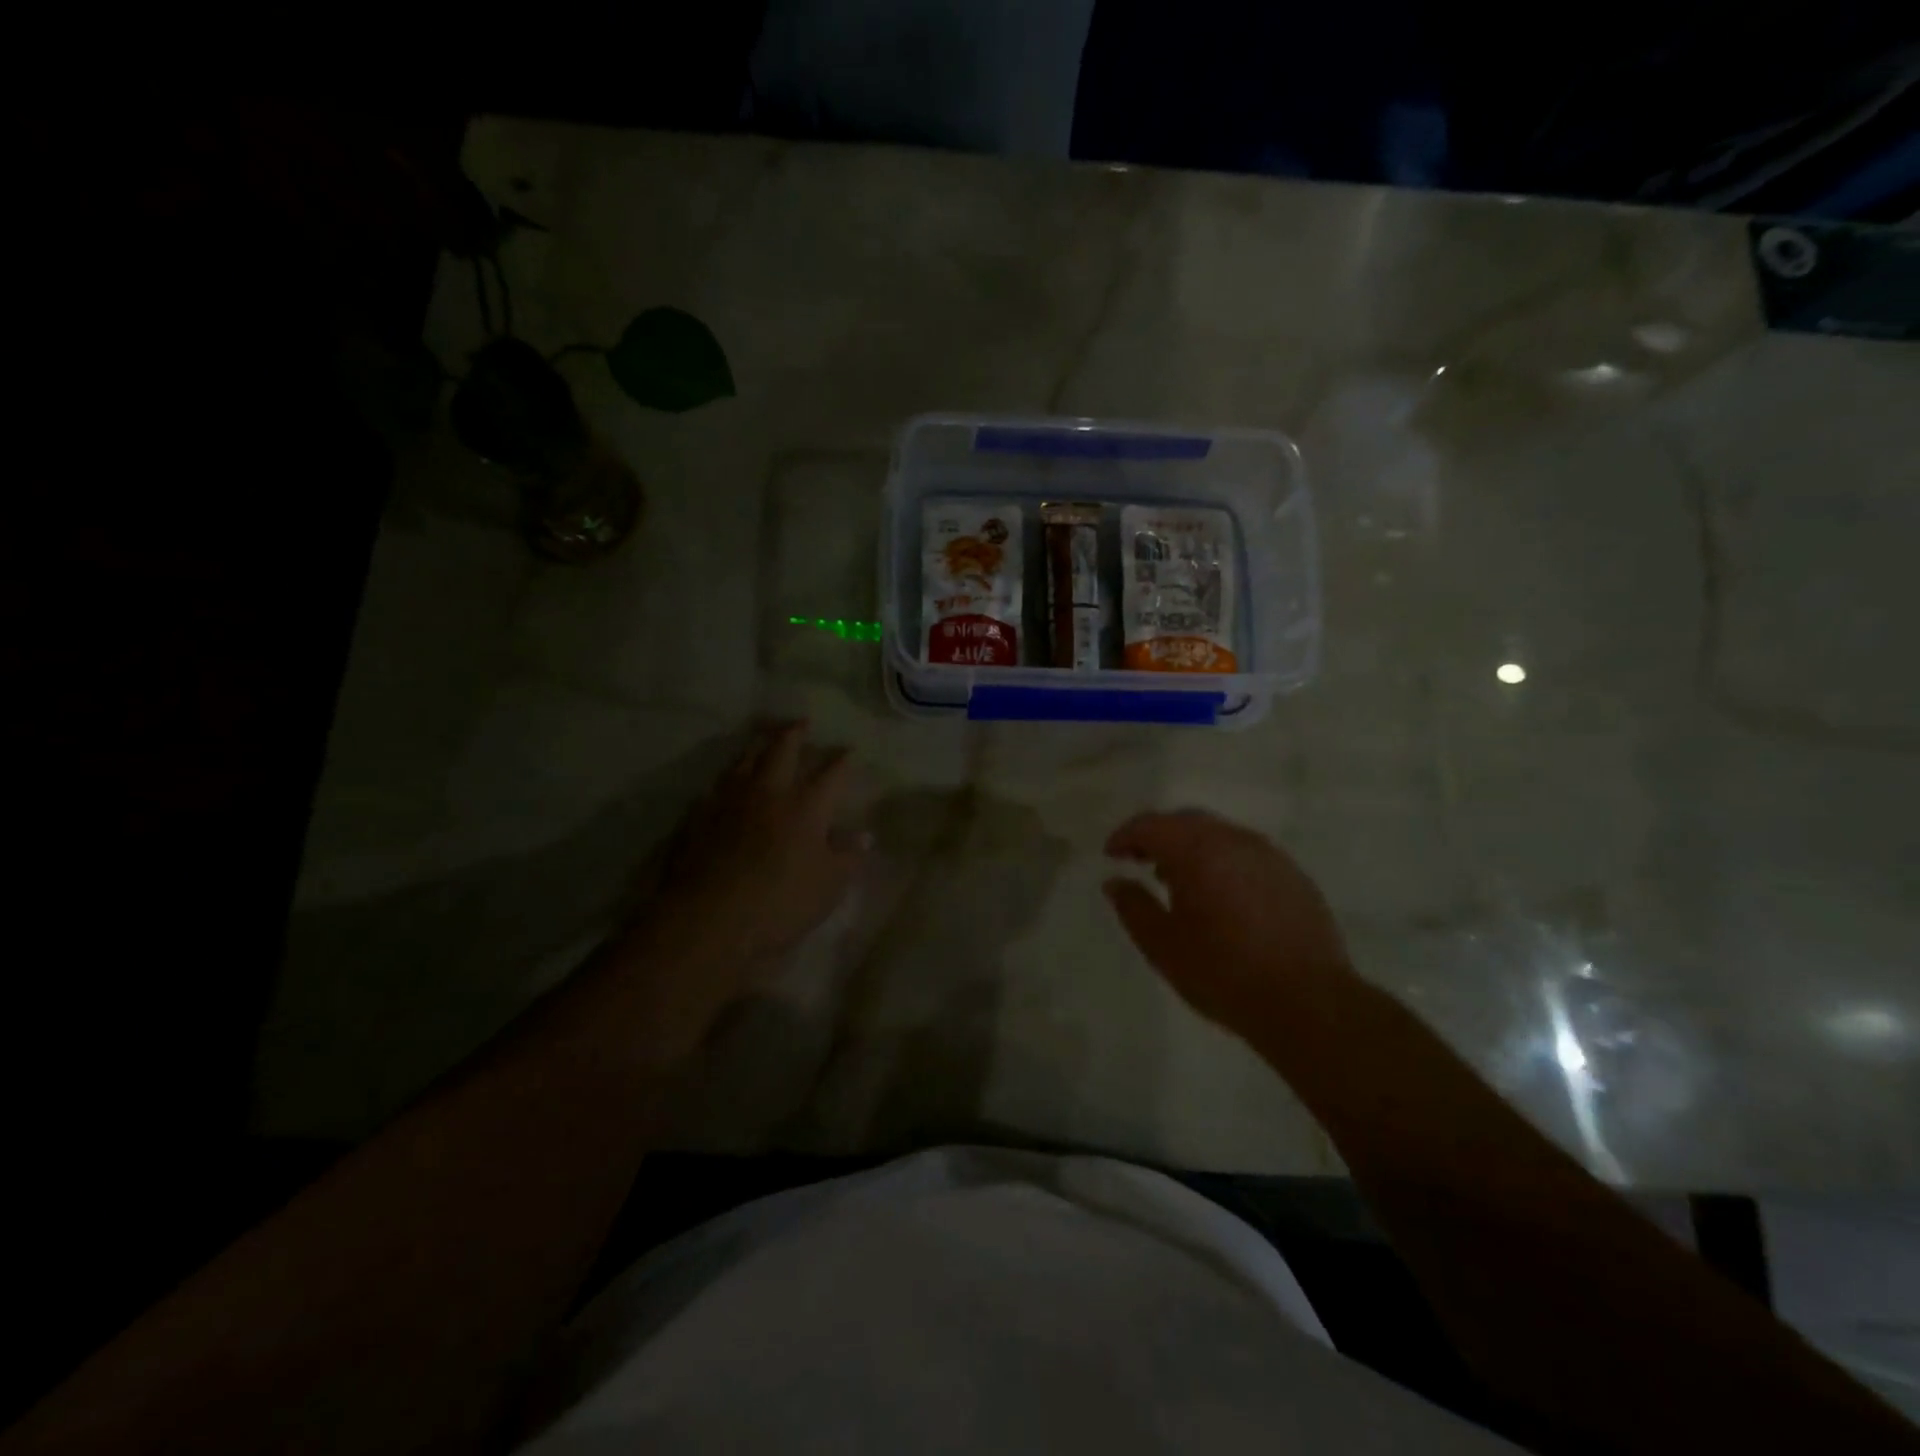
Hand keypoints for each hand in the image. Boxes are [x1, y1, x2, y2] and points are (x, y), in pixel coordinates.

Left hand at [612, 721, 866, 1054]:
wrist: (708, 919)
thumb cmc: (780, 902)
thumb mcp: (829, 886)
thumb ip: (848, 856)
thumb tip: (863, 835)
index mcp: (807, 805)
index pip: (832, 772)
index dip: (843, 760)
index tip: (849, 749)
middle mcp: (768, 792)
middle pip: (782, 750)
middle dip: (794, 733)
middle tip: (801, 722)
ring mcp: (729, 801)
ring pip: (744, 761)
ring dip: (757, 748)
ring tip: (763, 743)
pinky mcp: (697, 817)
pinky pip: (714, 787)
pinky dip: (726, 780)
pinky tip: (725, 785)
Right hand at [1104, 810, 1352, 1032]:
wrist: (1309, 1003)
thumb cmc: (1224, 974)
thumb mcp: (1163, 946)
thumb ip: (1133, 907)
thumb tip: (1115, 882)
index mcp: (1198, 851)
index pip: (1151, 825)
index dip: (1125, 836)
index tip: (1111, 856)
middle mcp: (1234, 840)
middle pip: (1186, 821)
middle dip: (1158, 836)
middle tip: (1139, 861)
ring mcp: (1269, 855)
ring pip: (1219, 834)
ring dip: (1192, 847)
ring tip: (1178, 881)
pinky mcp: (1293, 875)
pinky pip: (1246, 853)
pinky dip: (1222, 861)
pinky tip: (1220, 896)